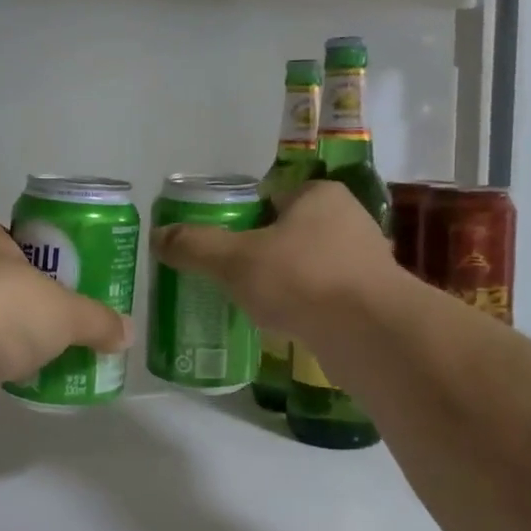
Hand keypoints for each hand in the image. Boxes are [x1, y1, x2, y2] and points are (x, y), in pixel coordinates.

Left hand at [0, 216, 130, 398]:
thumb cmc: (1, 307)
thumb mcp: (65, 312)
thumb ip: (97, 320)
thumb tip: (126, 333)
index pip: (16, 238)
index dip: (43, 259)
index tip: (65, 284)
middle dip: (26, 302)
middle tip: (58, 323)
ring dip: (3, 334)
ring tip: (40, 355)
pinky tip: (9, 378)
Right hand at [151, 180, 397, 339]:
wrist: (372, 334)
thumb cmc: (301, 279)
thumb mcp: (235, 260)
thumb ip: (195, 246)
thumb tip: (158, 237)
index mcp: (319, 195)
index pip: (269, 198)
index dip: (239, 220)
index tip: (218, 248)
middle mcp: (348, 220)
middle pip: (287, 233)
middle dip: (260, 254)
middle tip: (229, 278)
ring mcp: (365, 261)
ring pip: (308, 266)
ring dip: (284, 283)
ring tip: (252, 305)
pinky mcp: (372, 299)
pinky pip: (325, 297)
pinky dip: (304, 307)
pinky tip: (285, 325)